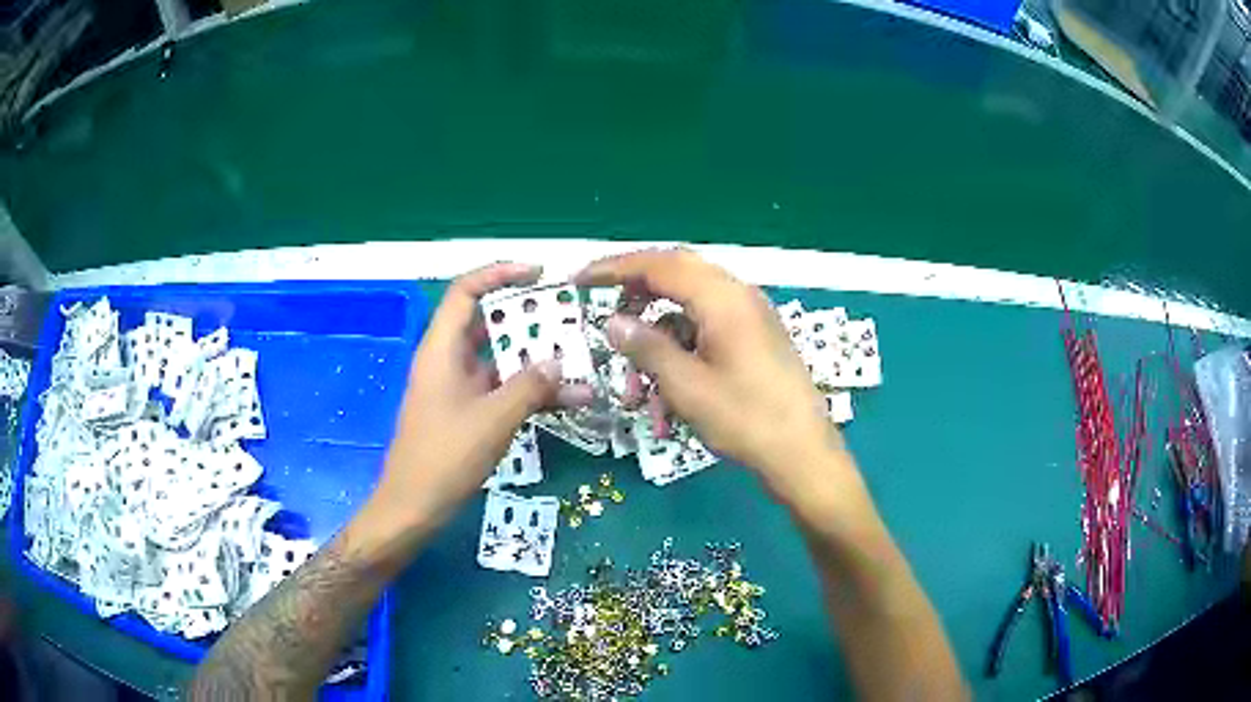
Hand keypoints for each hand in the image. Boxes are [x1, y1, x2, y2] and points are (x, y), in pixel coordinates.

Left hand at [374, 263, 591, 527]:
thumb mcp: (493, 419)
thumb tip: (561, 365)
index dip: (499, 274)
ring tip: (575, 359)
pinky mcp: (464, 412)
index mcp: (442, 349)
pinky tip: (563, 399)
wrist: (414, 506)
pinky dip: (526, 390)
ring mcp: (456, 388)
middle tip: (566, 318)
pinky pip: (499, 388)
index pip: (466, 291)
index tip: (539, 274)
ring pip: (497, 359)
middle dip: (527, 319)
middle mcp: (447, 360)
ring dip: (533, 360)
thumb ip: (530, 387)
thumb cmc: (445, 457)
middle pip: (486, 323)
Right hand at [575, 249, 858, 508]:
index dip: (614, 269)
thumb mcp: (686, 386)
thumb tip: (613, 321)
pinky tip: (666, 410)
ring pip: (686, 317)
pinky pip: (705, 337)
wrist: (803, 455)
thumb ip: (646, 347)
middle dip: (635, 303)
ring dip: (656, 350)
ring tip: (634, 397)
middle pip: (674, 280)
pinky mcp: (753, 340)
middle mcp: (738, 296)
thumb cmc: (746, 420)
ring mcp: (748, 318)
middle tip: (605, 325)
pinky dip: (679, 363)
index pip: (659, 264)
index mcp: (723, 298)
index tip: (579, 280)